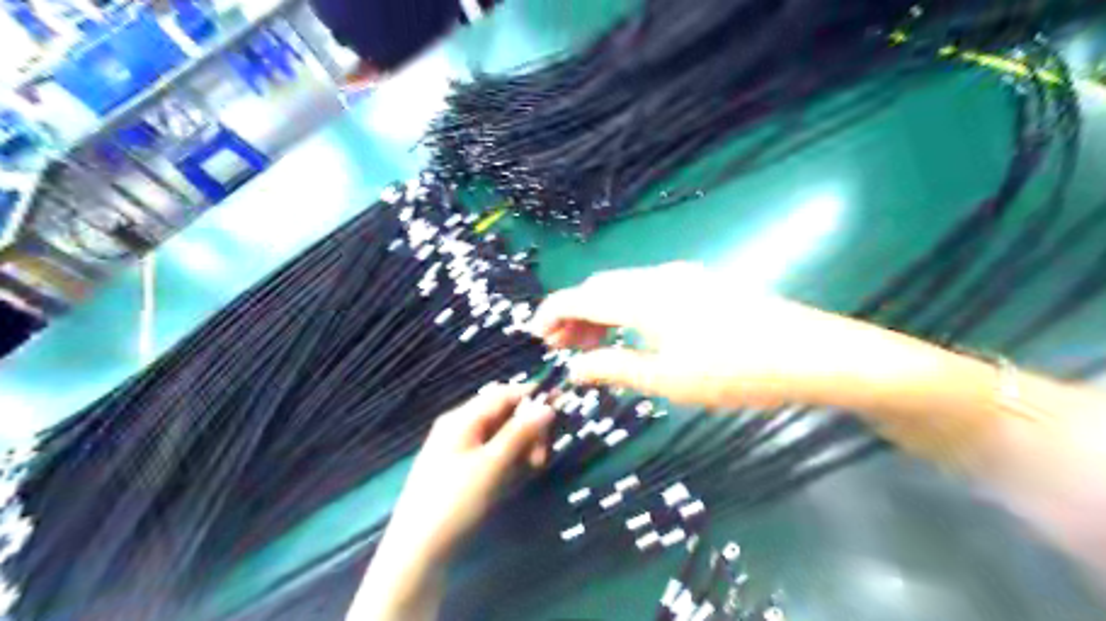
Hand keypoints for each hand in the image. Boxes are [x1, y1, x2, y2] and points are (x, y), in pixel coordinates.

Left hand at [386, 383, 552, 563]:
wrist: (416, 550)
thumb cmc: (455, 501)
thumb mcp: (491, 465)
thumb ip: (519, 433)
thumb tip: (547, 406)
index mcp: (462, 418)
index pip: (503, 393)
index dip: (532, 397)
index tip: (560, 407)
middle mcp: (458, 426)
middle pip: (501, 412)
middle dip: (527, 427)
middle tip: (541, 457)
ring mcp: (456, 447)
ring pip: (498, 433)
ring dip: (520, 443)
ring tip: (532, 467)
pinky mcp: (458, 467)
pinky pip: (489, 450)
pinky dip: (507, 456)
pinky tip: (513, 474)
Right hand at [526, 263, 862, 411]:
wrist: (809, 353)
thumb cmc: (732, 371)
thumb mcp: (666, 379)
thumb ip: (613, 369)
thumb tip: (573, 369)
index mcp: (643, 297)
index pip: (581, 297)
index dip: (553, 311)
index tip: (534, 333)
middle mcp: (657, 277)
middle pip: (600, 288)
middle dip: (574, 315)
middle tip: (563, 348)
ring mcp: (683, 277)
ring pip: (624, 288)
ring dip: (601, 312)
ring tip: (592, 346)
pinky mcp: (702, 284)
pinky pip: (647, 291)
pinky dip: (627, 310)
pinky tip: (632, 334)